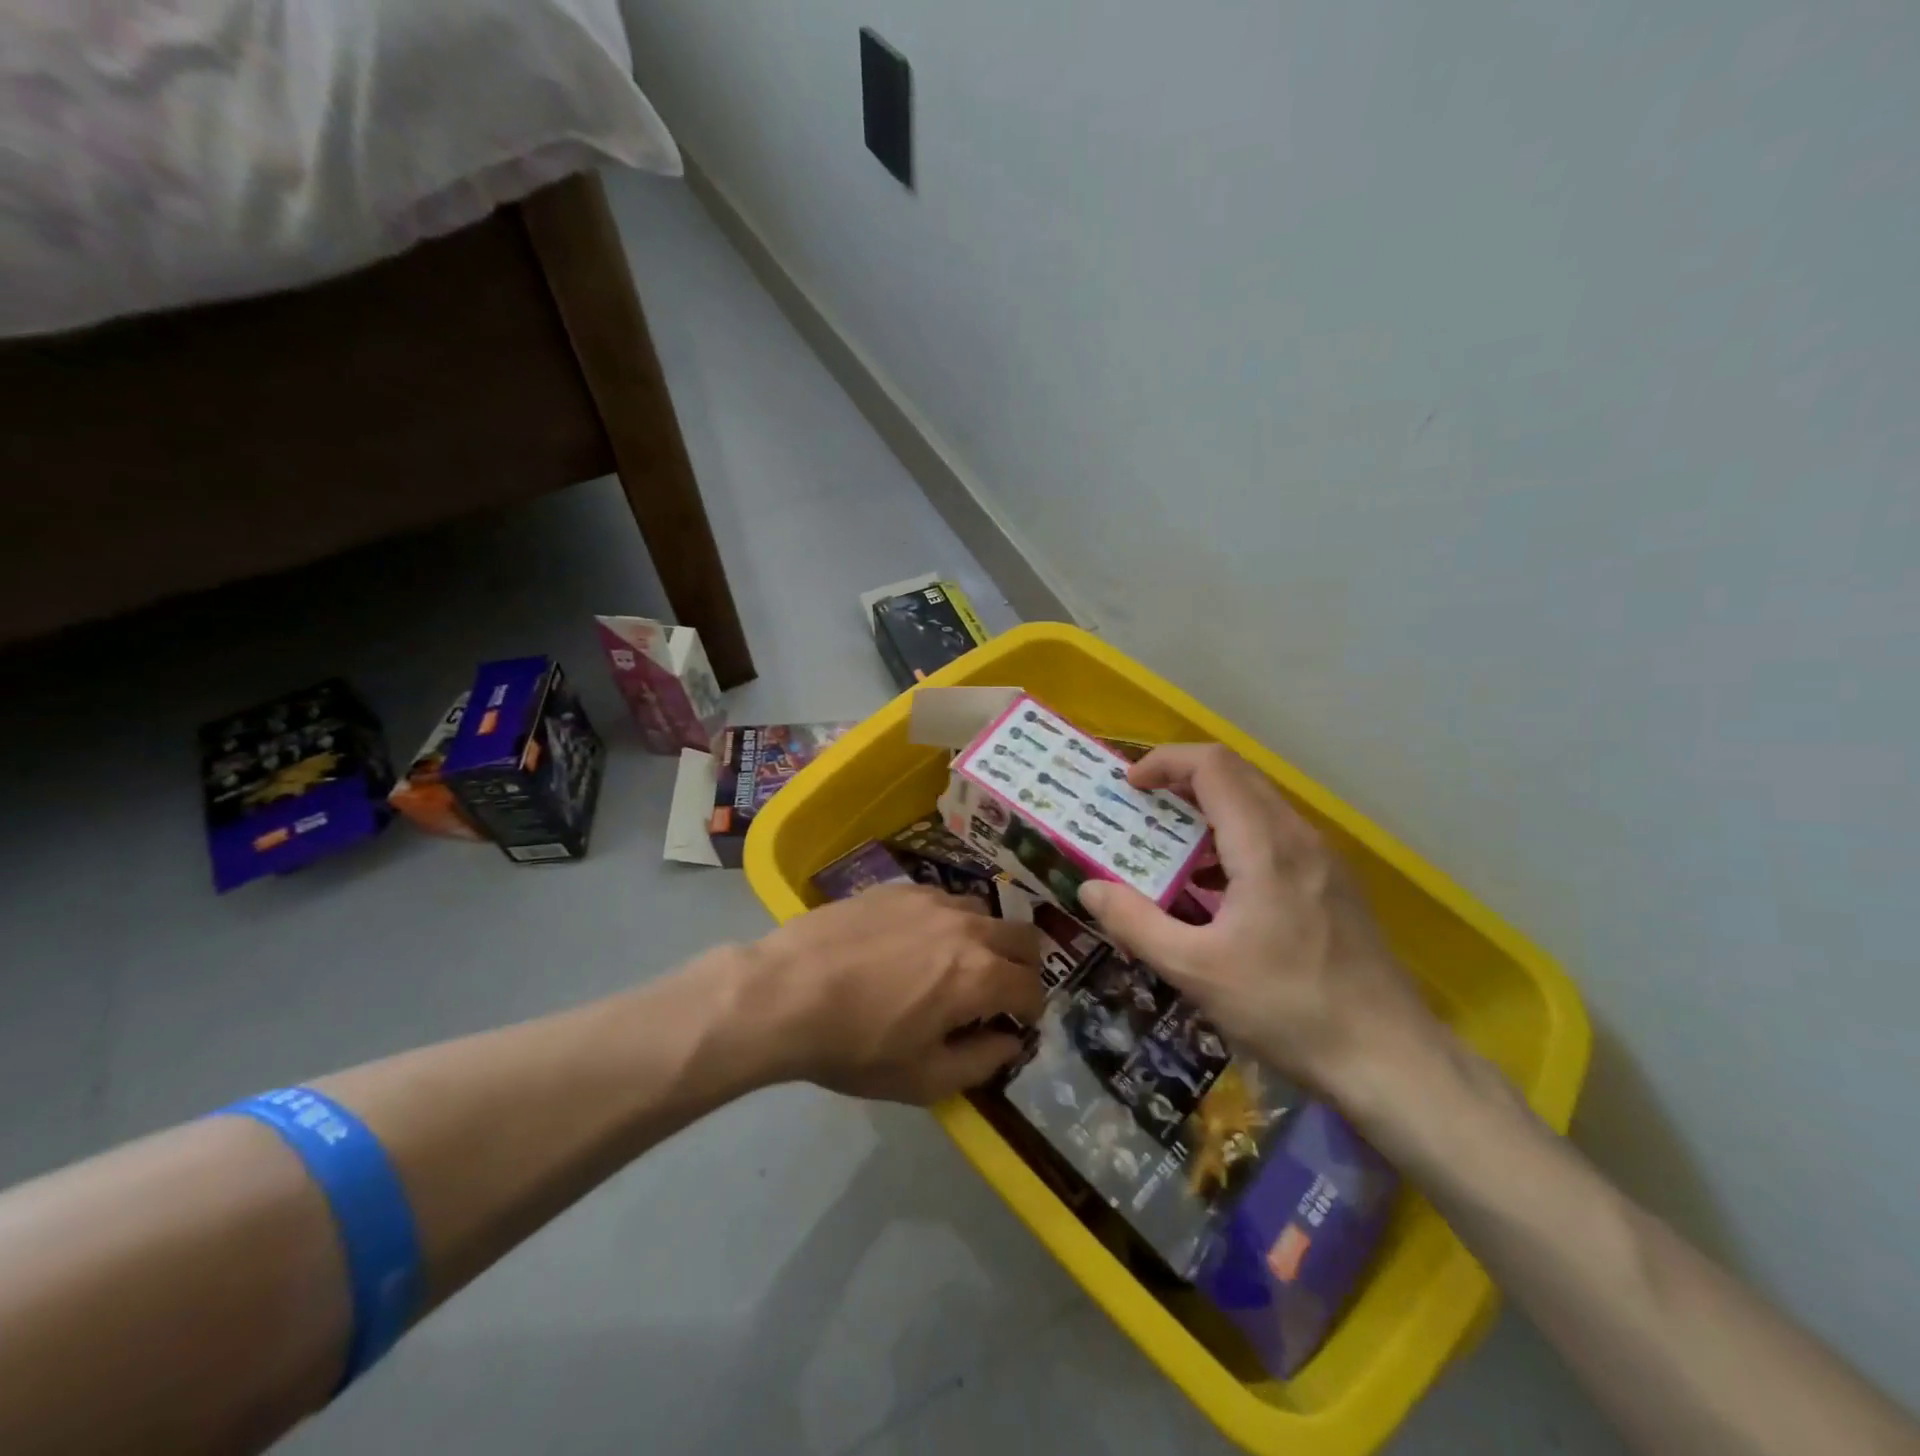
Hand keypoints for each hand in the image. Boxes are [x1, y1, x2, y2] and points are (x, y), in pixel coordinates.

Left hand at [746, 884, 1046, 1103]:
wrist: (785, 991)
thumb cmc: (854, 1046)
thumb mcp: (922, 1079)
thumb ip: (981, 1062)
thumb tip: (1010, 1042)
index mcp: (980, 975)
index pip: (1032, 987)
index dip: (1031, 1011)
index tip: (1015, 1024)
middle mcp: (966, 926)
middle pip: (1022, 936)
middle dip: (1023, 965)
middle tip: (1000, 990)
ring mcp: (931, 899)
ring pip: (981, 912)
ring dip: (984, 938)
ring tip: (953, 962)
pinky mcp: (897, 887)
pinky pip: (940, 899)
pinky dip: (945, 921)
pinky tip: (912, 942)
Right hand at [1077, 744, 1443, 1102]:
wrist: (1392, 1060)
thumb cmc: (1288, 1009)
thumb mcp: (1195, 971)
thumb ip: (1135, 923)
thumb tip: (1089, 888)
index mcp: (1265, 845)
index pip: (1213, 766)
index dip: (1165, 762)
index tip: (1129, 787)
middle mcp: (1298, 837)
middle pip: (1236, 776)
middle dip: (1181, 781)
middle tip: (1140, 810)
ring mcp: (1323, 859)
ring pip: (1258, 804)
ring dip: (1208, 810)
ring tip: (1169, 846)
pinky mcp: (1334, 884)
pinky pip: (1275, 836)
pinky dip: (1235, 837)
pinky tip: (1216, 888)